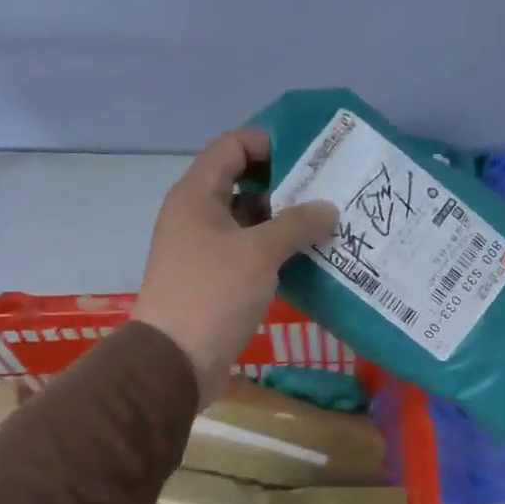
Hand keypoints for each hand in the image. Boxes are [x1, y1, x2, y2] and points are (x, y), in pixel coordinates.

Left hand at [132, 129, 337, 406]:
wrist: (175, 360)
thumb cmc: (213, 294)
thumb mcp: (259, 253)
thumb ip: (297, 224)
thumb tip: (328, 208)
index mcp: (196, 195)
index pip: (232, 146)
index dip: (268, 142)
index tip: (310, 155)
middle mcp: (197, 216)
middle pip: (242, 183)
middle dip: (285, 185)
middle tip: (328, 191)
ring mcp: (204, 250)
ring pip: (249, 222)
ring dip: (284, 222)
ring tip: (327, 224)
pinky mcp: (215, 281)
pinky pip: (249, 253)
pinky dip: (276, 252)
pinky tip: (309, 258)